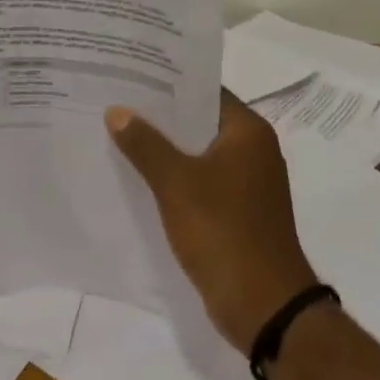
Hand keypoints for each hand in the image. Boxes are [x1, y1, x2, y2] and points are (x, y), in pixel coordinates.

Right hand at [106, 92, 320, 354]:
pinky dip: (173, 175)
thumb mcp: (176, 183)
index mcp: (248, 132)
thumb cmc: (224, 232)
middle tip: (115, 100)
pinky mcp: (237, 211)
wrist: (264, 306)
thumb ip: (145, 144)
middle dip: (159, 114)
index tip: (131, 73)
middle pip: (199, 120)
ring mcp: (246, 183)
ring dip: (163, 146)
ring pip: (197, 152)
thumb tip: (117, 111)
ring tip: (117, 132)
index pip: (205, 90)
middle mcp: (252, 150)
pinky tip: (138, 175)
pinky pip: (199, 180)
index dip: (168, 82)